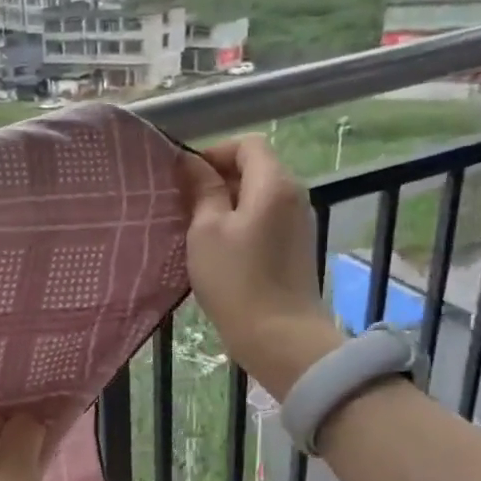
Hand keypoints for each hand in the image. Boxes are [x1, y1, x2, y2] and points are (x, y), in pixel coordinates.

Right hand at [176, 135, 341, 399]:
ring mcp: (297, 222)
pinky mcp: (295, 247)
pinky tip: (218, 248)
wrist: (278, 335)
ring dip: (226, 203)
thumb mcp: (206, 231)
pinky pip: (264, 219)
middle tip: (183, 204)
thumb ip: (202, 191)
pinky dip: (240, 223)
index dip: (213, 153)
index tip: (184, 178)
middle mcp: (293, 195)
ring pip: (258, 196)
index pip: (247, 144)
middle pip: (255, 168)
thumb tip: (192, 163)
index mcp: (273, 183)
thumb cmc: (235, 279)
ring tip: (195, 227)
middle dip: (218, 179)